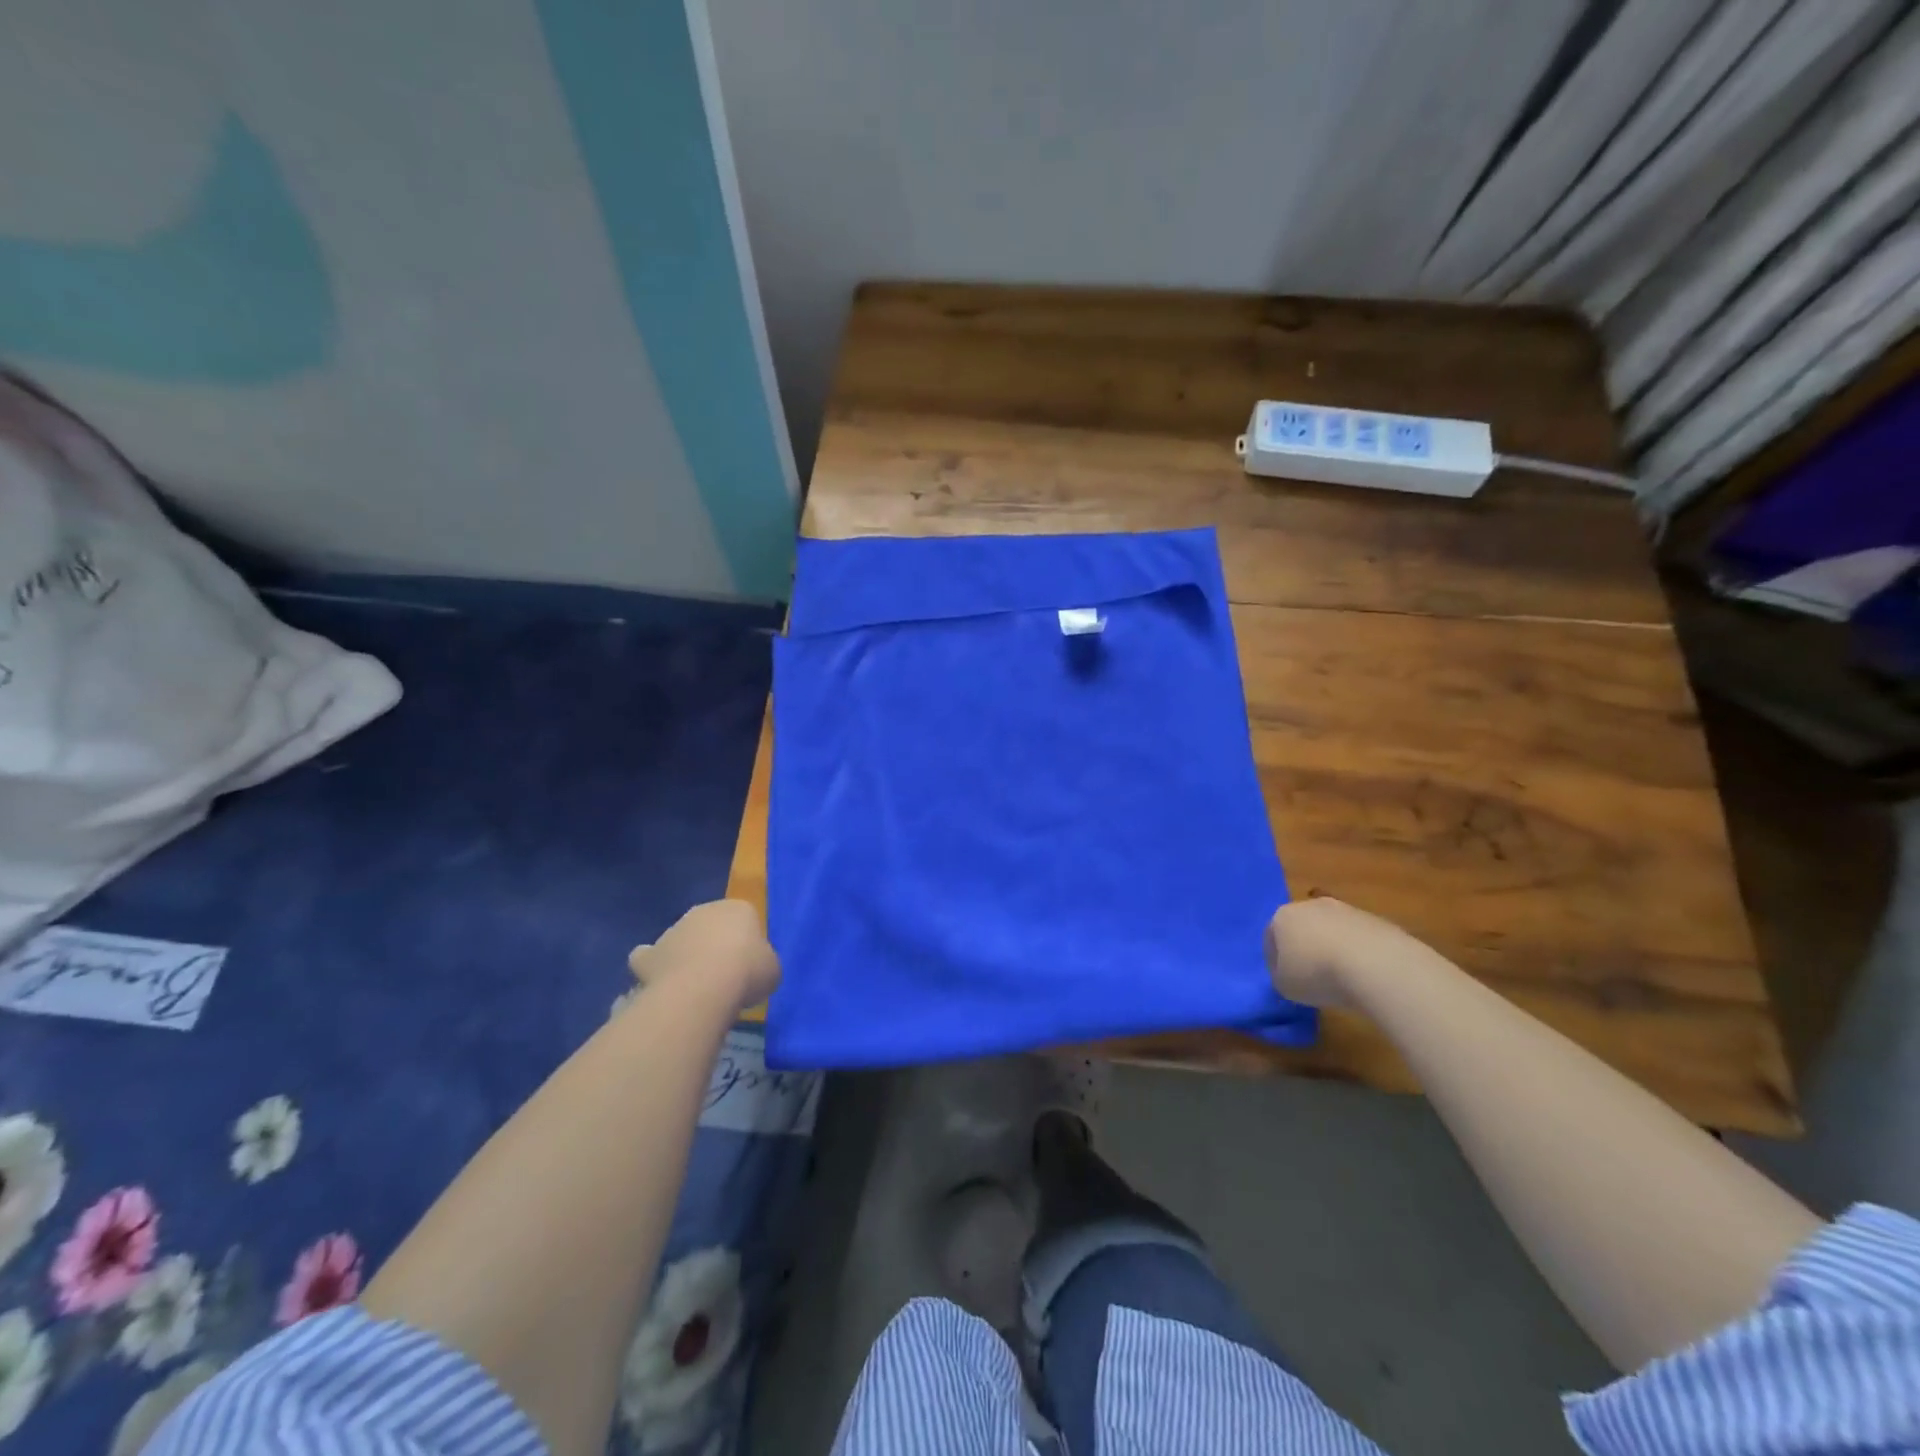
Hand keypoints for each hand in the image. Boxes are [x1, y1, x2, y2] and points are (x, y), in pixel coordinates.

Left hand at [627, 900, 780, 1011]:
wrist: (704, 988)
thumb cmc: (747, 971)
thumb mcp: (772, 969)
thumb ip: (762, 963)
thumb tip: (753, 970)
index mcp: (738, 908)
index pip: (744, 918)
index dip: (746, 942)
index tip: (749, 965)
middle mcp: (703, 911)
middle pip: (709, 926)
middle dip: (712, 944)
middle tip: (722, 974)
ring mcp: (672, 931)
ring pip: (679, 940)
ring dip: (684, 956)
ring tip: (693, 987)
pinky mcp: (648, 954)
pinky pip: (649, 959)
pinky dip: (653, 969)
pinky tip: (661, 985)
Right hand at [1264, 896, 1428, 1008]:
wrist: (1376, 965)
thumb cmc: (1318, 974)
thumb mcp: (1285, 986)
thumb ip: (1281, 975)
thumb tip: (1290, 971)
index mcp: (1282, 917)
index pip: (1271, 937)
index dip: (1276, 960)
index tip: (1286, 979)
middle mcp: (1310, 905)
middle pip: (1302, 927)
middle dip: (1305, 947)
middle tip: (1312, 975)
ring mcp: (1345, 909)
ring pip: (1332, 930)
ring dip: (1333, 948)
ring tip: (1342, 978)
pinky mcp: (1375, 919)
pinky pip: (1358, 938)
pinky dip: (1358, 952)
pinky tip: (1365, 973)